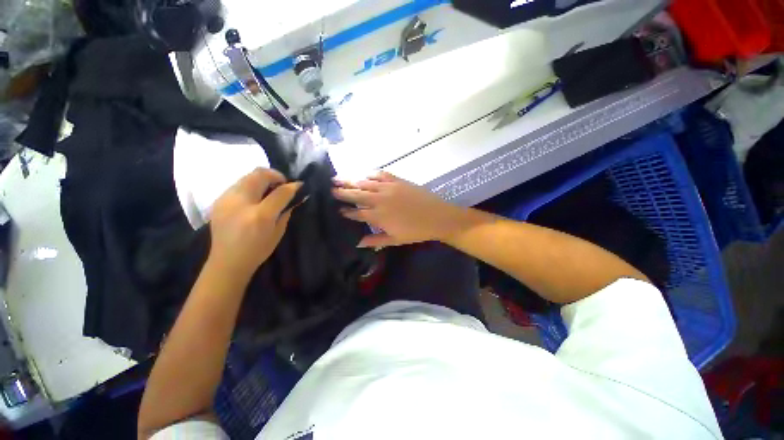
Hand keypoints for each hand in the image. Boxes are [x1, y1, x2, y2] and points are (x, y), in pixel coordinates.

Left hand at [209, 168, 301, 278]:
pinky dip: (251, 185)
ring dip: (262, 179)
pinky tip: (255, 197)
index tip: (300, 185)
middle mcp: (241, 203)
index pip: (280, 192)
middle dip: (275, 175)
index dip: (293, 186)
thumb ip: (286, 211)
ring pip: (247, 176)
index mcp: (260, 215)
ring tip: (269, 189)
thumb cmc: (257, 250)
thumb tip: (295, 197)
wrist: (227, 261)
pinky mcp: (219, 200)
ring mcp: (226, 199)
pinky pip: (238, 184)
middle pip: (259, 174)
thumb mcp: (278, 232)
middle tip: (282, 184)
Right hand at [333, 172, 462, 247]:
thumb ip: (375, 241)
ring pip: (365, 182)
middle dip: (342, 192)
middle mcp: (379, 200)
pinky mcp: (397, 180)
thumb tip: (357, 243)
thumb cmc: (416, 231)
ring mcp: (388, 188)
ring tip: (338, 178)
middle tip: (330, 188)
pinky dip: (370, 173)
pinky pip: (380, 174)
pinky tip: (363, 173)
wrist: (438, 217)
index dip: (346, 211)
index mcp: (378, 216)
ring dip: (351, 180)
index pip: (356, 212)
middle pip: (356, 194)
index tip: (337, 209)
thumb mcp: (395, 240)